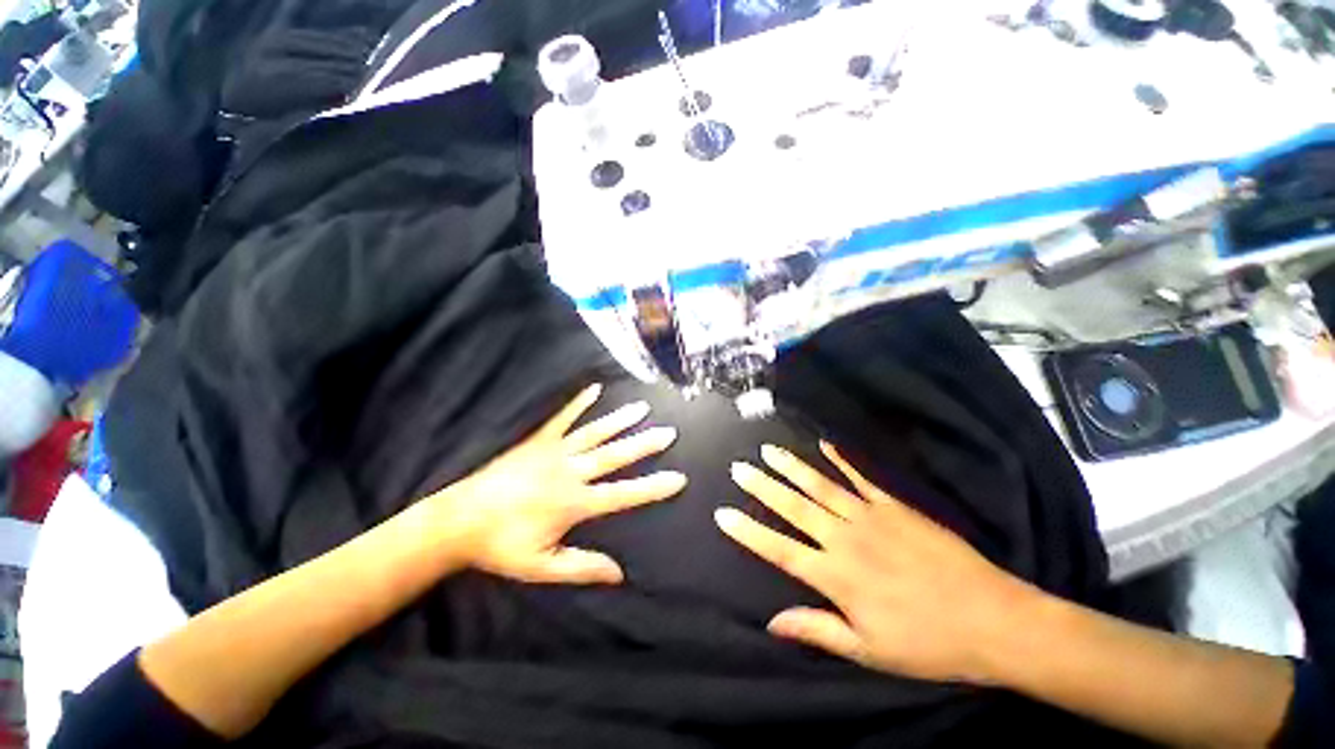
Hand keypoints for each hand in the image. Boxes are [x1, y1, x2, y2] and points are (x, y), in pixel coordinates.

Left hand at [434, 384, 685, 584]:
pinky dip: (580, 403)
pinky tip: (595, 389)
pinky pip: (563, 418)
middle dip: (644, 444)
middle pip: (614, 455)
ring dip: (620, 420)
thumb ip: (581, 567)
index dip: (653, 487)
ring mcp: (554, 451)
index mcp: (574, 503)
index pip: (622, 494)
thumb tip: (619, 573)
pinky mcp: (539, 440)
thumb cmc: (501, 546)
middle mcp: (570, 471)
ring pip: (595, 433)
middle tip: (669, 431)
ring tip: (642, 408)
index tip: (678, 478)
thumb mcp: (541, 567)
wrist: (458, 519)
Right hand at [715, 442, 1039, 684]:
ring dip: (792, 468)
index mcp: (836, 577)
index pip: (780, 550)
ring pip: (821, 487)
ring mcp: (870, 518)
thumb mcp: (869, 651)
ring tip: (769, 451)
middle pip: (794, 509)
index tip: (723, 514)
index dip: (749, 532)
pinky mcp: (895, 507)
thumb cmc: (928, 644)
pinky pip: (861, 479)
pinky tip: (826, 445)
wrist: (992, 620)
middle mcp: (845, 540)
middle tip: (739, 467)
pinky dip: (842, 461)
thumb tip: (772, 623)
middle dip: (762, 487)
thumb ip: (817, 629)